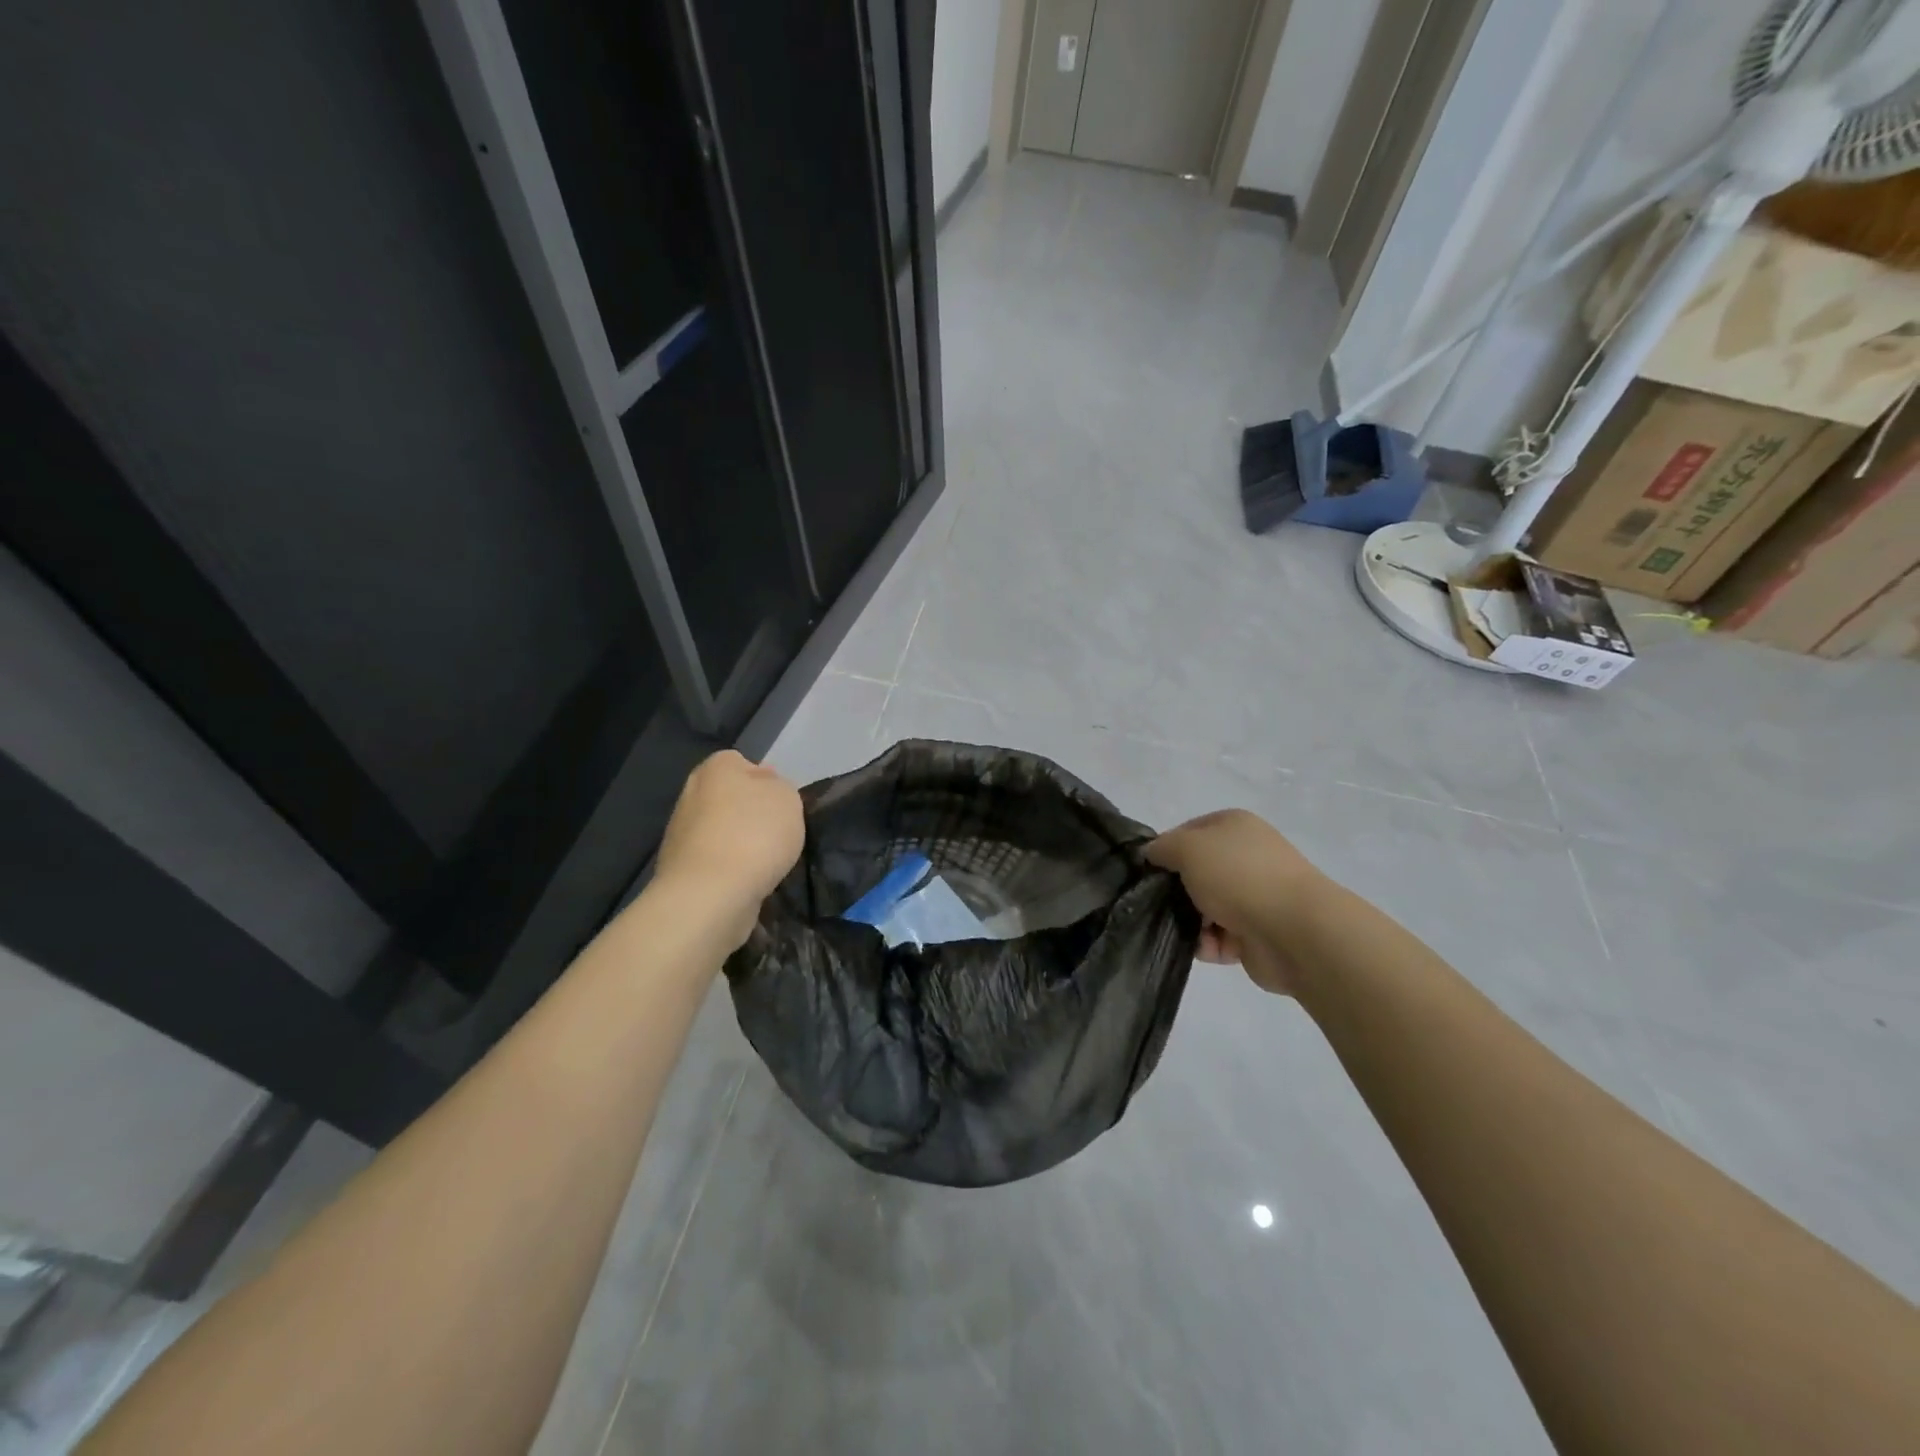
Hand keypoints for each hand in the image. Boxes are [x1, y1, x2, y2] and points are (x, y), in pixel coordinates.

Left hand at [654, 751, 804, 949]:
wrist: (710, 894)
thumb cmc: (754, 834)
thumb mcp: (787, 797)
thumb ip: (779, 787)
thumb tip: (765, 790)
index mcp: (715, 768)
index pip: (741, 763)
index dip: (765, 782)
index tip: (782, 805)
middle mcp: (691, 794)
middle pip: (729, 798)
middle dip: (749, 814)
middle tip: (777, 834)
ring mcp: (680, 834)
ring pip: (720, 832)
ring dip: (740, 844)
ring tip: (766, 864)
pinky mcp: (680, 870)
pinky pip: (714, 862)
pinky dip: (729, 870)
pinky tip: (748, 882)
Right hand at [1146, 810, 1323, 995]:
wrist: (1295, 931)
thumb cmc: (1238, 877)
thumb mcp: (1188, 848)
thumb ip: (1163, 847)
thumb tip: (1152, 854)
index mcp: (1234, 826)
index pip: (1187, 832)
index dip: (1165, 850)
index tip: (1149, 871)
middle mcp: (1246, 856)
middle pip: (1195, 873)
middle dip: (1177, 890)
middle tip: (1159, 904)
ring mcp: (1255, 895)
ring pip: (1205, 907)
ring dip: (1191, 921)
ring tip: (1186, 931)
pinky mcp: (1258, 932)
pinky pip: (1220, 937)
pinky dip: (1210, 944)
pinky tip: (1207, 948)